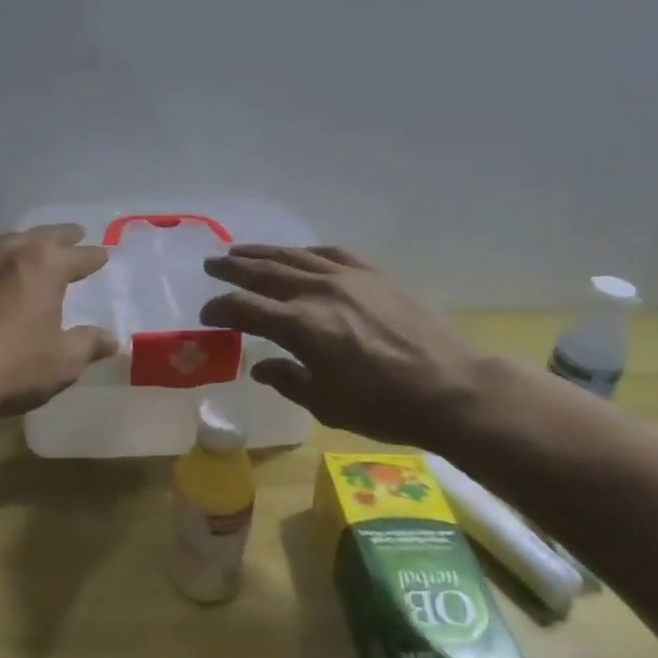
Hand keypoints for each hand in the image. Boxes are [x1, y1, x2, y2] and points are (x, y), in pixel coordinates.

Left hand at [0, 225, 118, 418]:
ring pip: (9, 244)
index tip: (104, 255)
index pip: (79, 255)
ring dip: (27, 245)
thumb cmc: (11, 366)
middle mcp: (11, 253)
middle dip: (63, 236)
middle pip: (44, 236)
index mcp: (46, 266)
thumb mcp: (62, 362)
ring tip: (35, 250)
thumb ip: (88, 344)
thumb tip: (111, 339)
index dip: (94, 257)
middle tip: (76, 234)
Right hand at [200, 245, 487, 446]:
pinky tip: (297, 254)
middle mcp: (317, 293)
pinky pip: (330, 253)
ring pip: (293, 257)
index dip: (219, 308)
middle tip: (210, 265)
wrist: (451, 387)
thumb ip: (287, 380)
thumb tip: (261, 367)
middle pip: (263, 272)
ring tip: (240, 250)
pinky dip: (305, 252)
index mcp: (300, 327)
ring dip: (262, 253)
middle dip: (232, 269)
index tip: (206, 314)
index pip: (244, 308)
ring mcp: (347, 278)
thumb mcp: (327, 404)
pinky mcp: (373, 274)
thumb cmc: (384, 407)